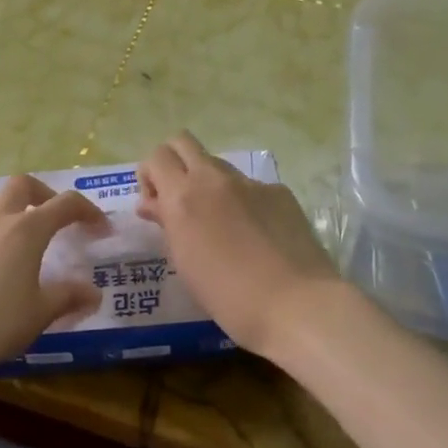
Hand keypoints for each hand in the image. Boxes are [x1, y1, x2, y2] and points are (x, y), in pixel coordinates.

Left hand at [0, 175, 108, 384]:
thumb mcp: (42, 313)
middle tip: (50, 215)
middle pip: (20, 184)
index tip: (100, 228)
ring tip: (3, 221)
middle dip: (41, 193)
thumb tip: (94, 293)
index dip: (87, 211)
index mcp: (27, 231)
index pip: (65, 205)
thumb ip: (69, 297)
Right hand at [137, 132, 344, 361]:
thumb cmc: (228, 296)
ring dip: (208, 183)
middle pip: (183, 142)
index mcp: (183, 196)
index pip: (157, 157)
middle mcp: (214, 179)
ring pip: (218, 165)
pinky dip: (243, 202)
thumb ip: (167, 223)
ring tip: (219, 223)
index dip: (150, 176)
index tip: (156, 205)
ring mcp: (250, 183)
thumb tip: (154, 203)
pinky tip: (256, 235)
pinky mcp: (279, 192)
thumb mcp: (184, 262)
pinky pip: (251, 187)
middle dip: (174, 163)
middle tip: (178, 199)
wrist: (297, 304)